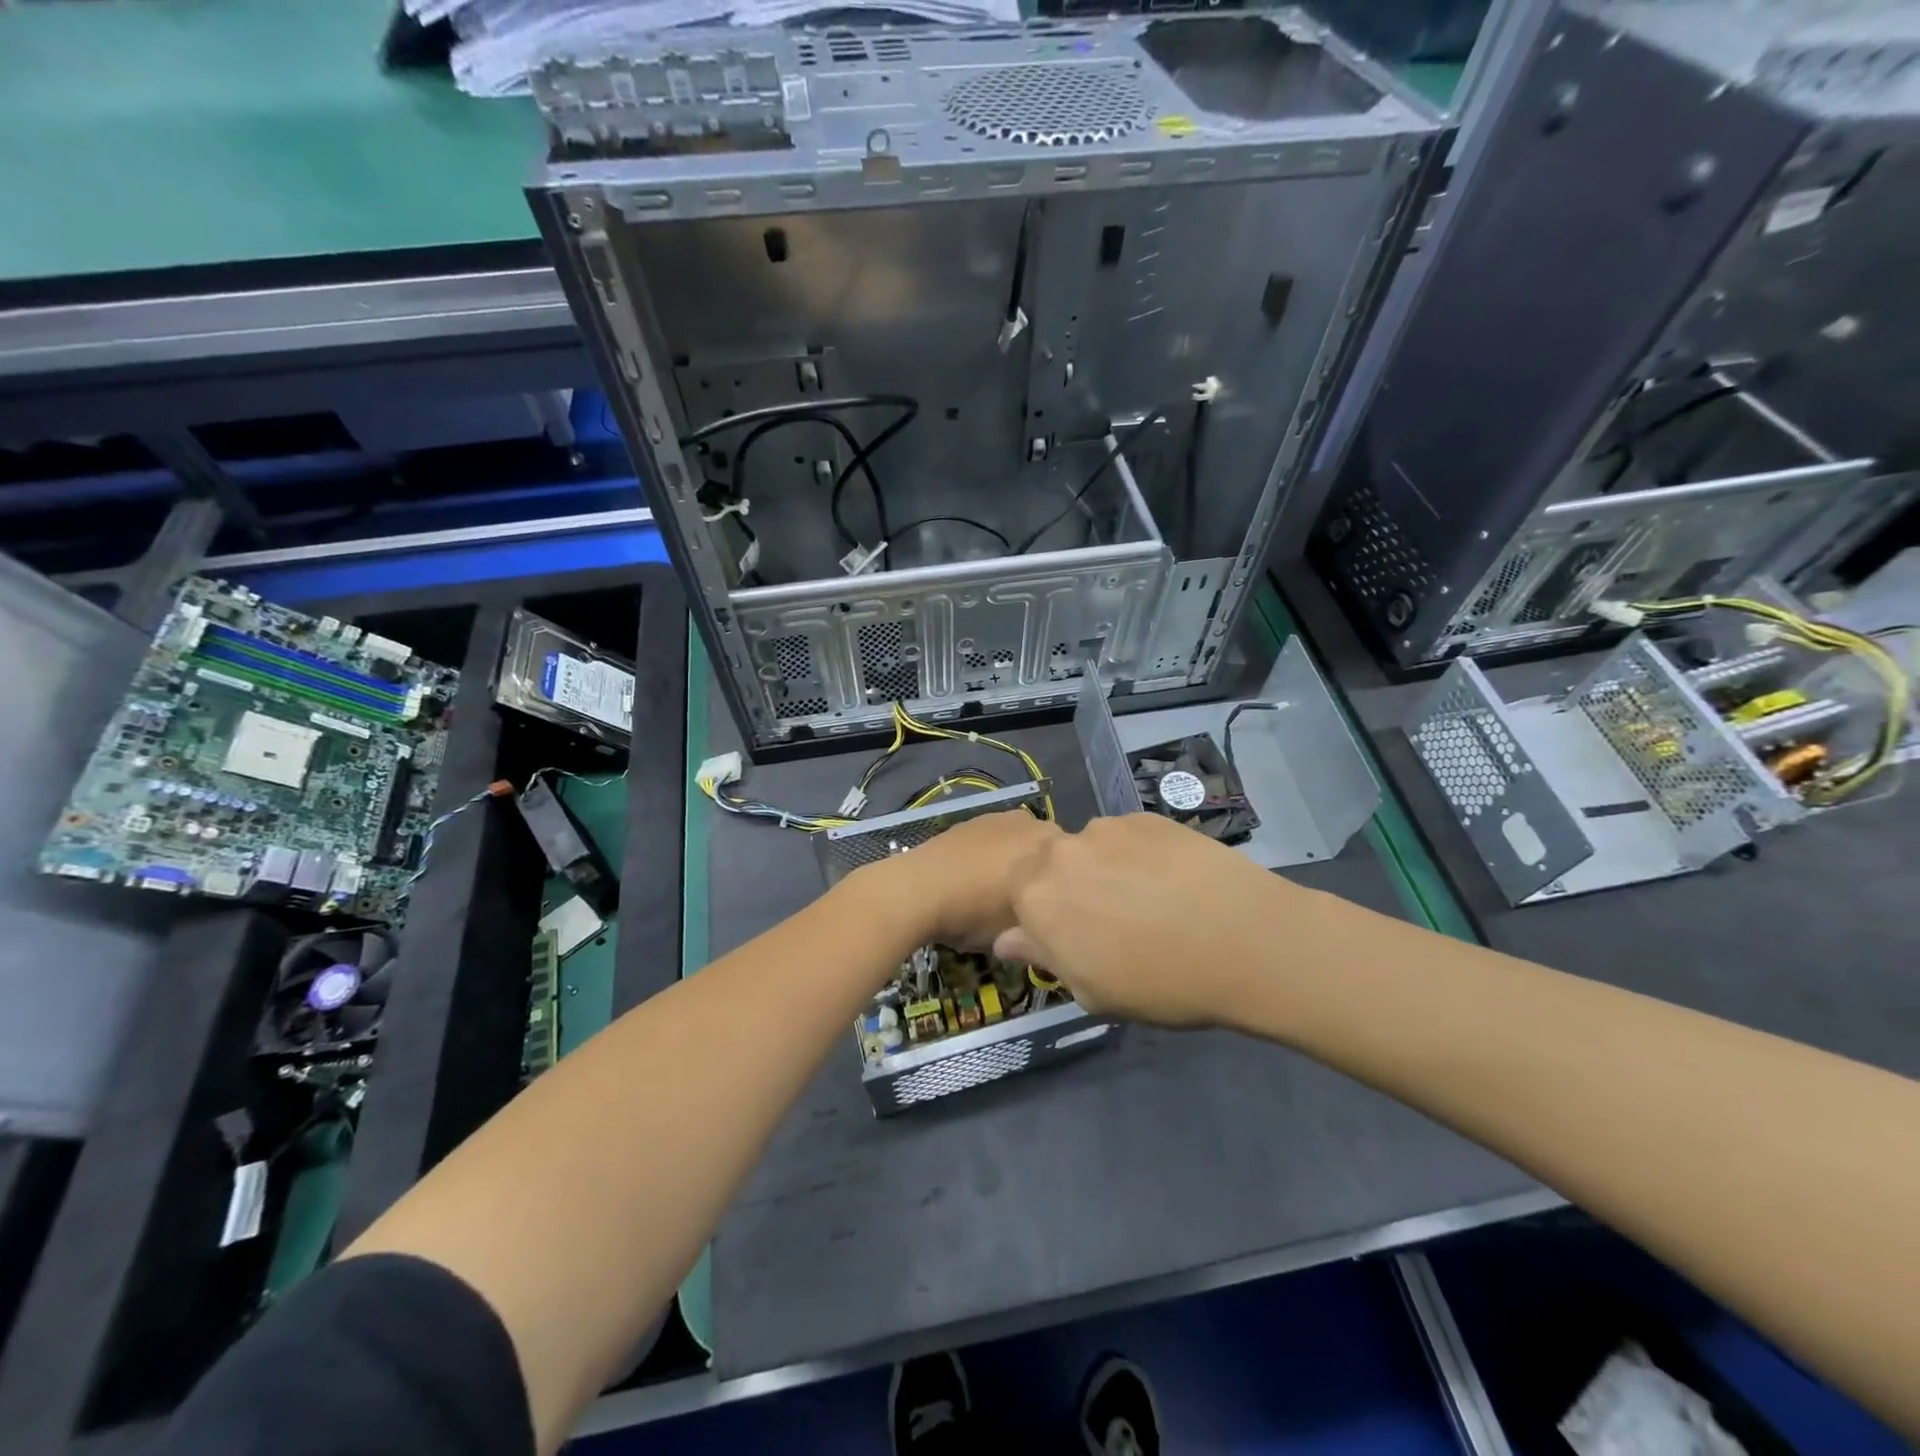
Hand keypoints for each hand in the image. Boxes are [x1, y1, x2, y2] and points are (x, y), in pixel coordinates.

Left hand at [850, 809, 1062, 953]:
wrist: (915, 891)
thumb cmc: (975, 914)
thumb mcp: (1020, 933)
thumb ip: (1045, 926)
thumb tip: (1050, 930)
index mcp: (1050, 846)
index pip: (1076, 867)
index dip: (1065, 891)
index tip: (1054, 912)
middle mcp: (1029, 823)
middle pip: (1047, 851)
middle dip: (1042, 872)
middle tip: (1027, 904)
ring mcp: (997, 818)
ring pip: (1018, 843)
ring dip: (1014, 862)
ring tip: (995, 892)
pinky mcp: (969, 821)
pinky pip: (992, 840)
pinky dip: (988, 856)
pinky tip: (973, 879)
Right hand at [993, 813, 1312, 1027]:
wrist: (1245, 940)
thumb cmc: (1160, 982)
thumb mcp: (1092, 991)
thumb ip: (1043, 957)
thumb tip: (1007, 938)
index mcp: (1035, 896)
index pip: (1017, 896)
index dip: (1043, 917)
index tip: (1072, 938)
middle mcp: (1061, 851)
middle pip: (1051, 866)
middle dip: (1070, 889)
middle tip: (1112, 920)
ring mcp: (1107, 828)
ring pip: (1091, 849)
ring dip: (1105, 870)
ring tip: (1151, 899)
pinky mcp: (1147, 817)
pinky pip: (1128, 837)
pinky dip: (1139, 856)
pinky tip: (1173, 881)